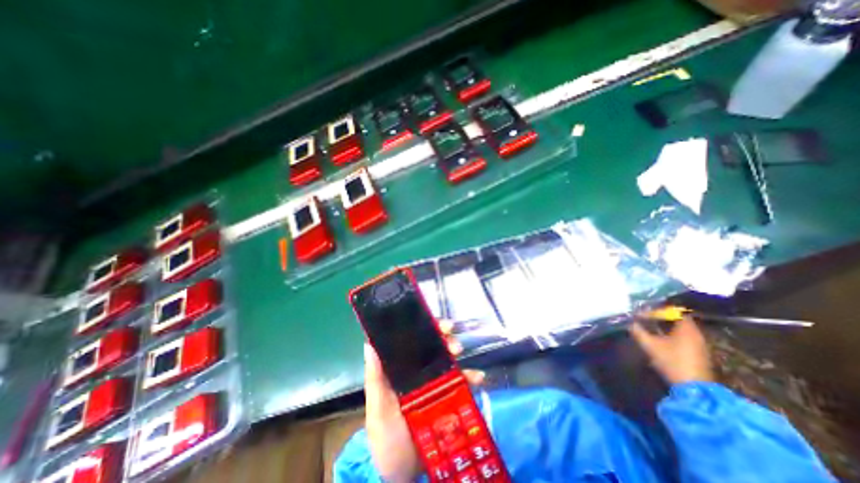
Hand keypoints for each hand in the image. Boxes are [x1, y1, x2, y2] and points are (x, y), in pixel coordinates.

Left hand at [362, 320, 482, 481]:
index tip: (432, 320)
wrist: (402, 473)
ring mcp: (433, 383)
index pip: (410, 340)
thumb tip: (369, 343)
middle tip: (450, 333)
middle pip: (430, 346)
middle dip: (441, 335)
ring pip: (446, 359)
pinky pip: (460, 382)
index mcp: (399, 369)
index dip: (421, 327)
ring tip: (460, 352)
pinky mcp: (446, 397)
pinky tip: (478, 377)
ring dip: (455, 352)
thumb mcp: (378, 406)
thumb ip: (375, 377)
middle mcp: (417, 371)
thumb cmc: (385, 435)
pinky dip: (470, 377)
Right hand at [630, 317, 716, 385]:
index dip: (659, 310)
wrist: (694, 389)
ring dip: (666, 328)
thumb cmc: (671, 362)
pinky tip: (661, 341)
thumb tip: (630, 322)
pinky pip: (684, 338)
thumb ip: (638, 331)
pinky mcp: (699, 355)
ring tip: (651, 329)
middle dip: (661, 318)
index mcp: (686, 329)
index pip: (674, 312)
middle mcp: (696, 334)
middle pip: (678, 320)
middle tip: (645, 319)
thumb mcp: (649, 345)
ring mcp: (700, 345)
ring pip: (681, 330)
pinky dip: (672, 336)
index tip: (645, 313)